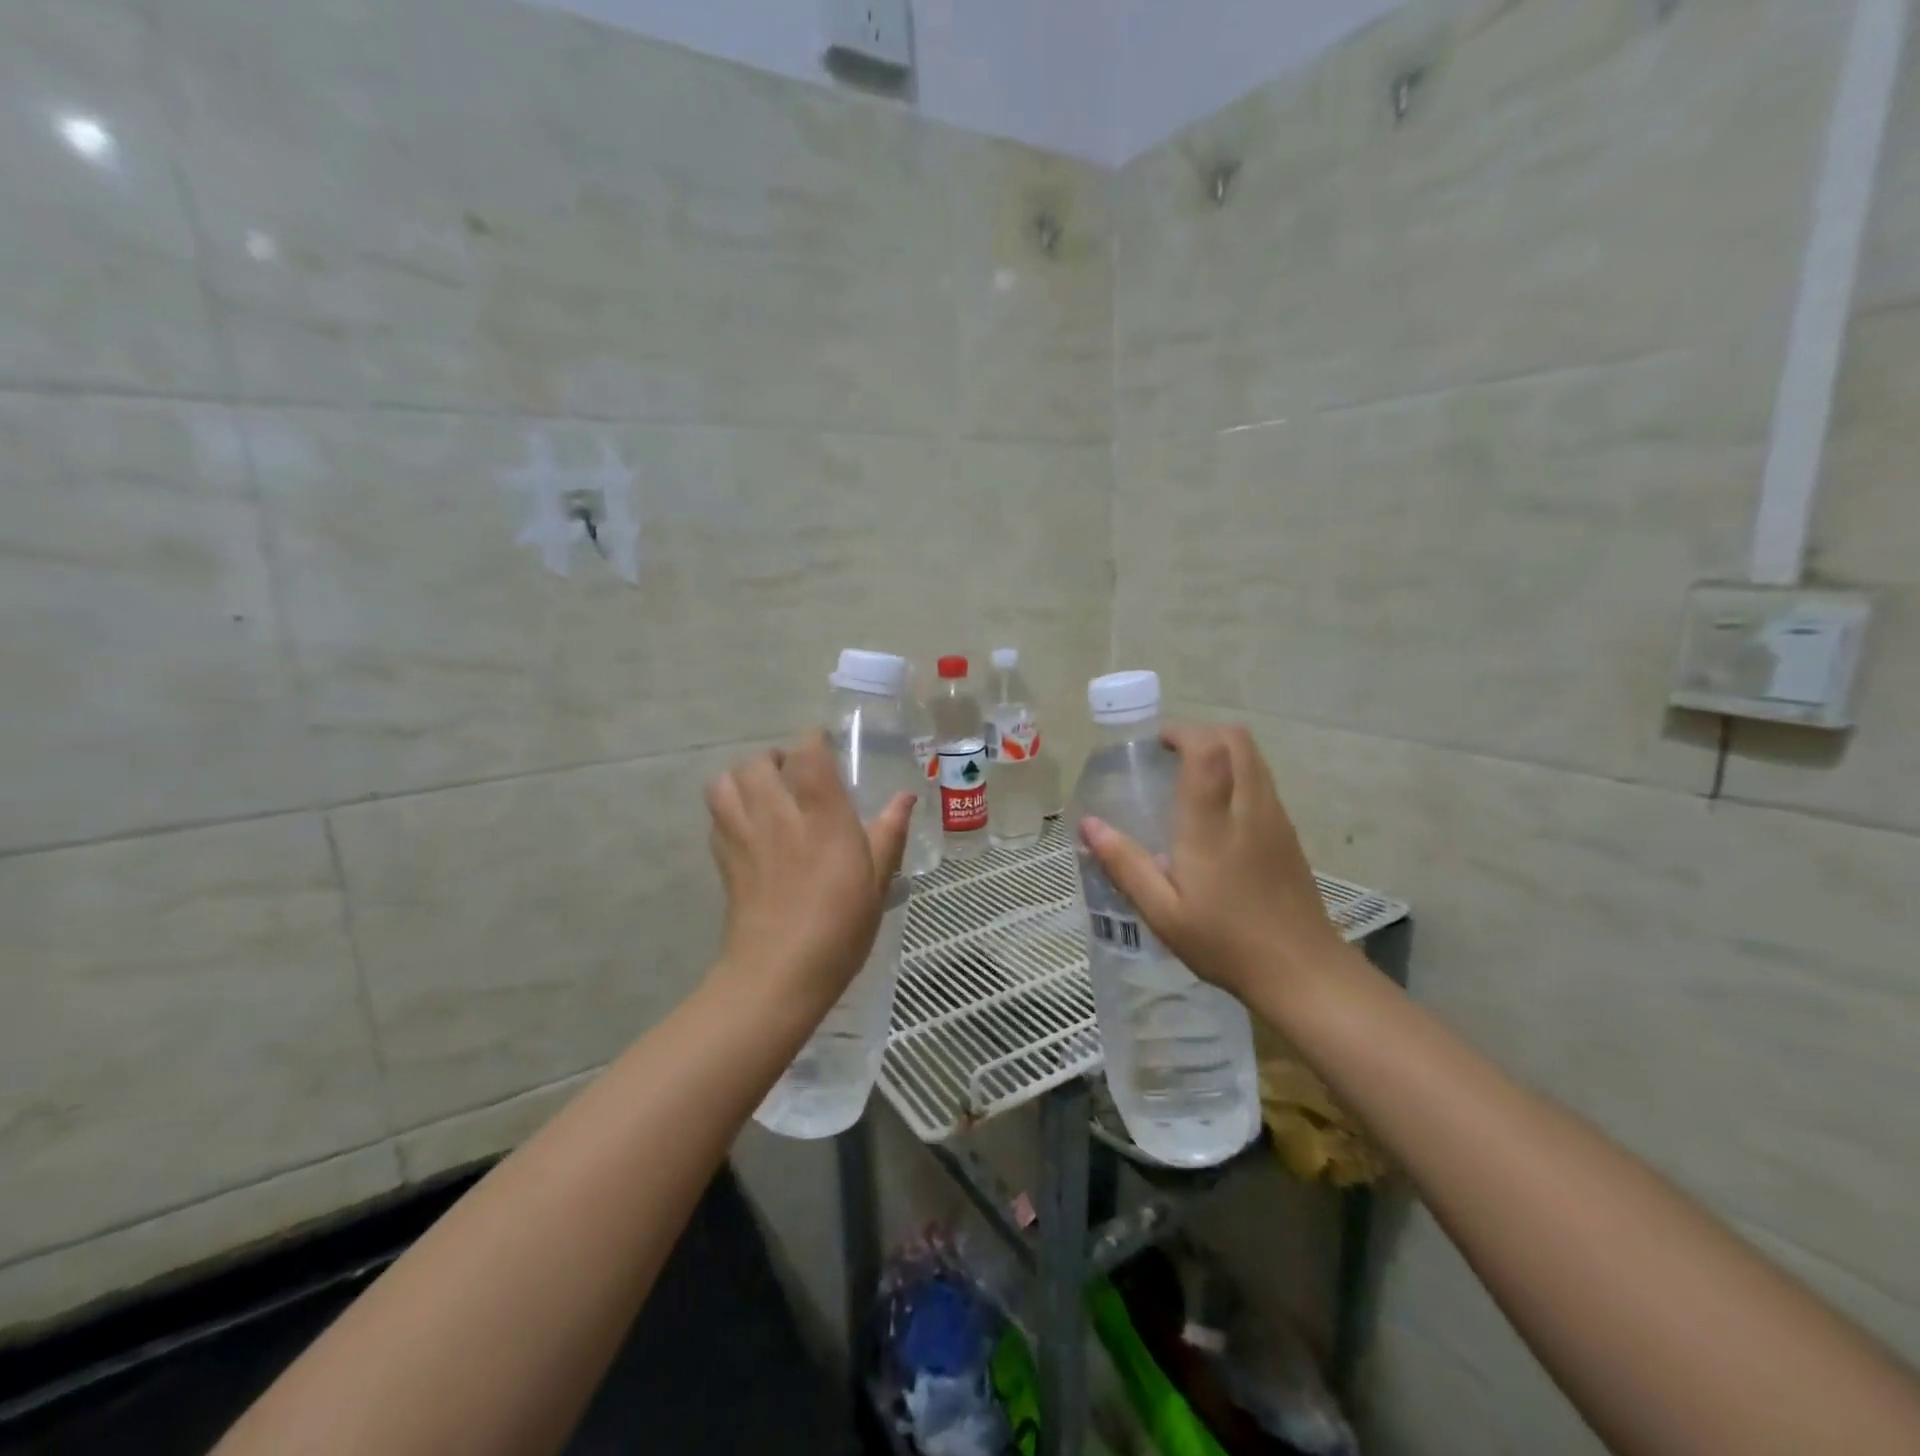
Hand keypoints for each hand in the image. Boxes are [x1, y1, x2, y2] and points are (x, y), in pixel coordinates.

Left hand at [704, 733, 914, 1013]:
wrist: (778, 974)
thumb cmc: (839, 926)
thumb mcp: (877, 880)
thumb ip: (889, 832)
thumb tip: (906, 797)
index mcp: (821, 814)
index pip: (807, 752)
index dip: (814, 741)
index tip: (827, 749)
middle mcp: (777, 814)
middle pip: (758, 760)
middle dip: (775, 759)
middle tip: (796, 777)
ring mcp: (743, 835)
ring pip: (724, 781)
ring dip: (743, 778)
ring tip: (765, 795)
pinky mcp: (723, 858)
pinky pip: (716, 815)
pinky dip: (729, 808)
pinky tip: (750, 828)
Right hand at [1080, 724, 1349, 1003]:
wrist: (1301, 972)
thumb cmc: (1224, 942)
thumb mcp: (1162, 912)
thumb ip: (1124, 864)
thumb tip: (1088, 825)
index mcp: (1212, 825)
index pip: (1208, 751)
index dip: (1182, 733)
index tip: (1156, 744)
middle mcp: (1249, 809)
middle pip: (1237, 740)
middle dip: (1202, 733)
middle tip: (1170, 756)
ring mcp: (1276, 819)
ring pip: (1255, 757)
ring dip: (1222, 751)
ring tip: (1190, 778)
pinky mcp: (1289, 834)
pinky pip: (1263, 780)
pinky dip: (1238, 773)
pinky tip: (1218, 811)